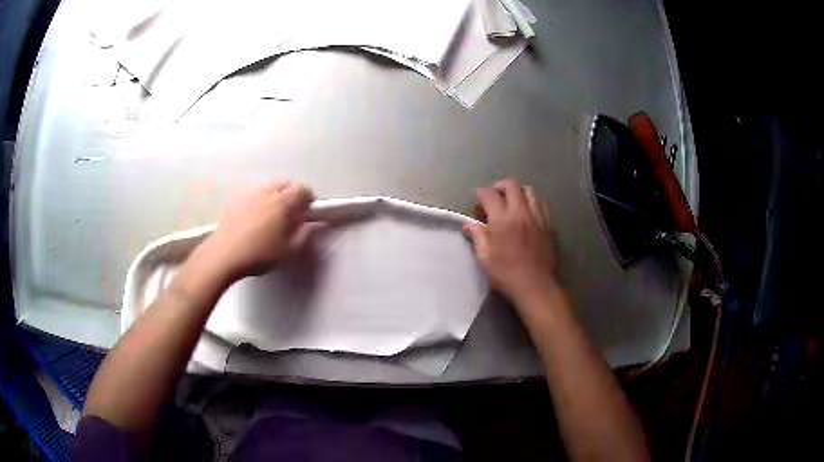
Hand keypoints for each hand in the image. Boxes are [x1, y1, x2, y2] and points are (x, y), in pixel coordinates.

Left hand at [199, 181, 315, 280]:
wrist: (225, 255)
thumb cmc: (259, 255)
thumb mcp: (288, 251)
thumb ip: (304, 235)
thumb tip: (309, 224)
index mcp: (282, 203)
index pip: (302, 189)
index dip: (308, 199)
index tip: (306, 211)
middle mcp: (267, 192)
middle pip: (284, 184)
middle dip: (290, 194)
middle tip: (289, 213)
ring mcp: (249, 194)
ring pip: (267, 187)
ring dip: (273, 196)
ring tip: (270, 215)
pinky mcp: (235, 199)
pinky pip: (252, 194)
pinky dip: (258, 200)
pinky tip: (253, 217)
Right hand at [463, 178, 559, 304]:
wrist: (536, 286)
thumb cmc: (507, 275)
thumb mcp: (486, 258)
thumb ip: (477, 237)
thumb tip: (468, 225)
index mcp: (502, 219)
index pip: (489, 194)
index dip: (480, 196)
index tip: (477, 207)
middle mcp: (521, 212)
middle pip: (511, 184)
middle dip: (499, 187)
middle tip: (494, 200)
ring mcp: (538, 216)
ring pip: (528, 191)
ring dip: (517, 193)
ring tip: (511, 206)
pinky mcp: (549, 224)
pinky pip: (540, 204)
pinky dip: (531, 203)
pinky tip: (526, 216)